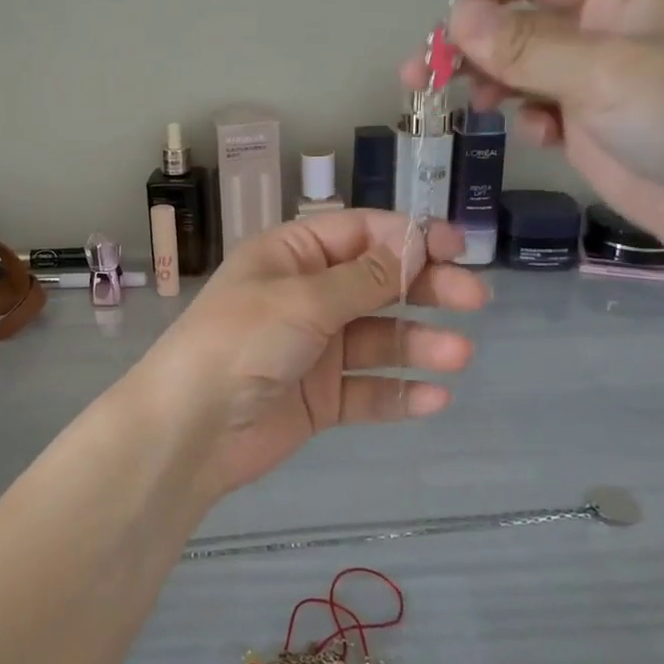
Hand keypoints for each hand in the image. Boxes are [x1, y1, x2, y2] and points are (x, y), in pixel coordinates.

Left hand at [129, 211, 486, 500]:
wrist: (190, 429)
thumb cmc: (241, 342)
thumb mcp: (303, 299)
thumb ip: (364, 278)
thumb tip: (415, 246)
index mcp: (291, 256)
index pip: (359, 233)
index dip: (408, 237)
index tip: (456, 247)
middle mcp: (306, 297)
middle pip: (377, 284)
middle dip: (425, 288)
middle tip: (474, 299)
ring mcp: (314, 349)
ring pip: (379, 340)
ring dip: (419, 344)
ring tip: (458, 355)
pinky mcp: (320, 398)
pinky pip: (368, 390)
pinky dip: (400, 393)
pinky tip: (435, 397)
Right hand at [403, 0, 663, 270]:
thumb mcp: (604, 70)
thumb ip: (525, 46)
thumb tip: (455, 17)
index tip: (450, 28)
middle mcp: (605, 31)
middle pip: (520, 21)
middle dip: (472, 44)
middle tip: (422, 76)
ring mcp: (599, 83)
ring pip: (523, 69)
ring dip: (489, 81)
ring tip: (469, 105)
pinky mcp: (594, 129)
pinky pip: (541, 110)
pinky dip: (526, 118)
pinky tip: (536, 136)